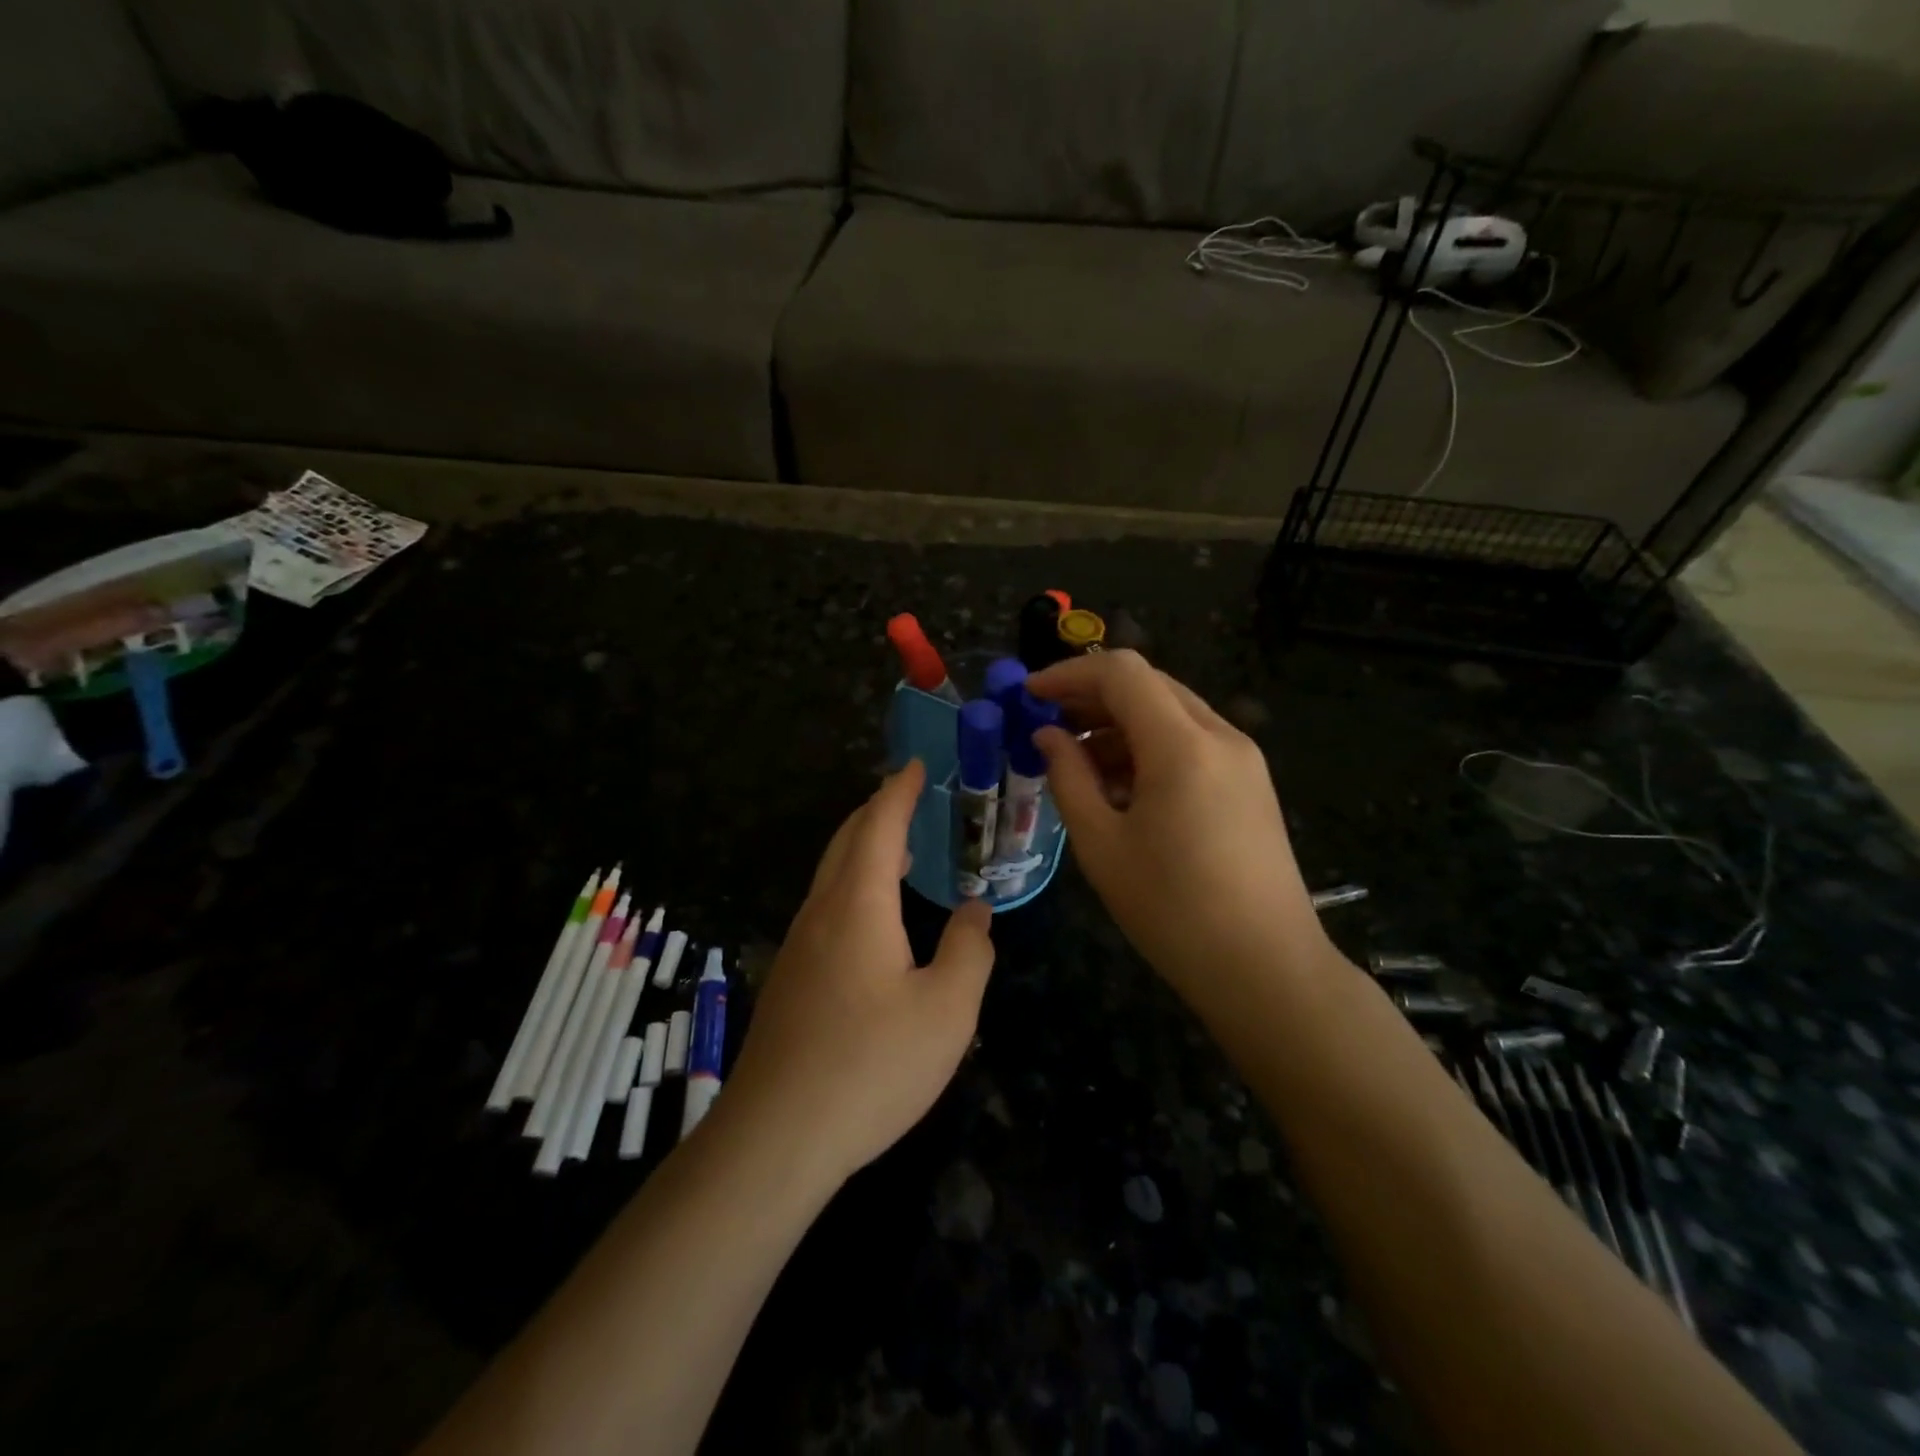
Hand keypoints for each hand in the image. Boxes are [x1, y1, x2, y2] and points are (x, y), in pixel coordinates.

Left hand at [724, 760, 996, 1186]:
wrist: (777, 1136)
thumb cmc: (871, 1065)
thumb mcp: (947, 1011)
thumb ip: (969, 951)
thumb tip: (974, 912)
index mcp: (858, 905)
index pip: (879, 826)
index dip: (899, 791)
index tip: (916, 765)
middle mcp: (821, 913)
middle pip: (846, 841)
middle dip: (877, 811)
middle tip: (907, 796)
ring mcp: (799, 946)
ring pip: (831, 875)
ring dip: (862, 848)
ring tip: (897, 848)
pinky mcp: (791, 979)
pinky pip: (825, 907)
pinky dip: (852, 884)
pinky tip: (872, 916)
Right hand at [1027, 650, 1324, 1003]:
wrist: (1265, 969)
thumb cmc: (1172, 910)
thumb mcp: (1102, 844)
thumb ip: (1068, 778)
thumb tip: (1047, 736)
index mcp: (1182, 746)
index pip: (1121, 673)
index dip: (1069, 674)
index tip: (1029, 696)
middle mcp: (1220, 736)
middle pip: (1149, 685)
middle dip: (1092, 697)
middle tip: (1047, 726)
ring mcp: (1243, 759)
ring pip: (1171, 712)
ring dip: (1120, 724)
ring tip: (1077, 763)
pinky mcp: (1250, 783)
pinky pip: (1192, 742)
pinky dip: (1150, 747)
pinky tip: (1121, 787)